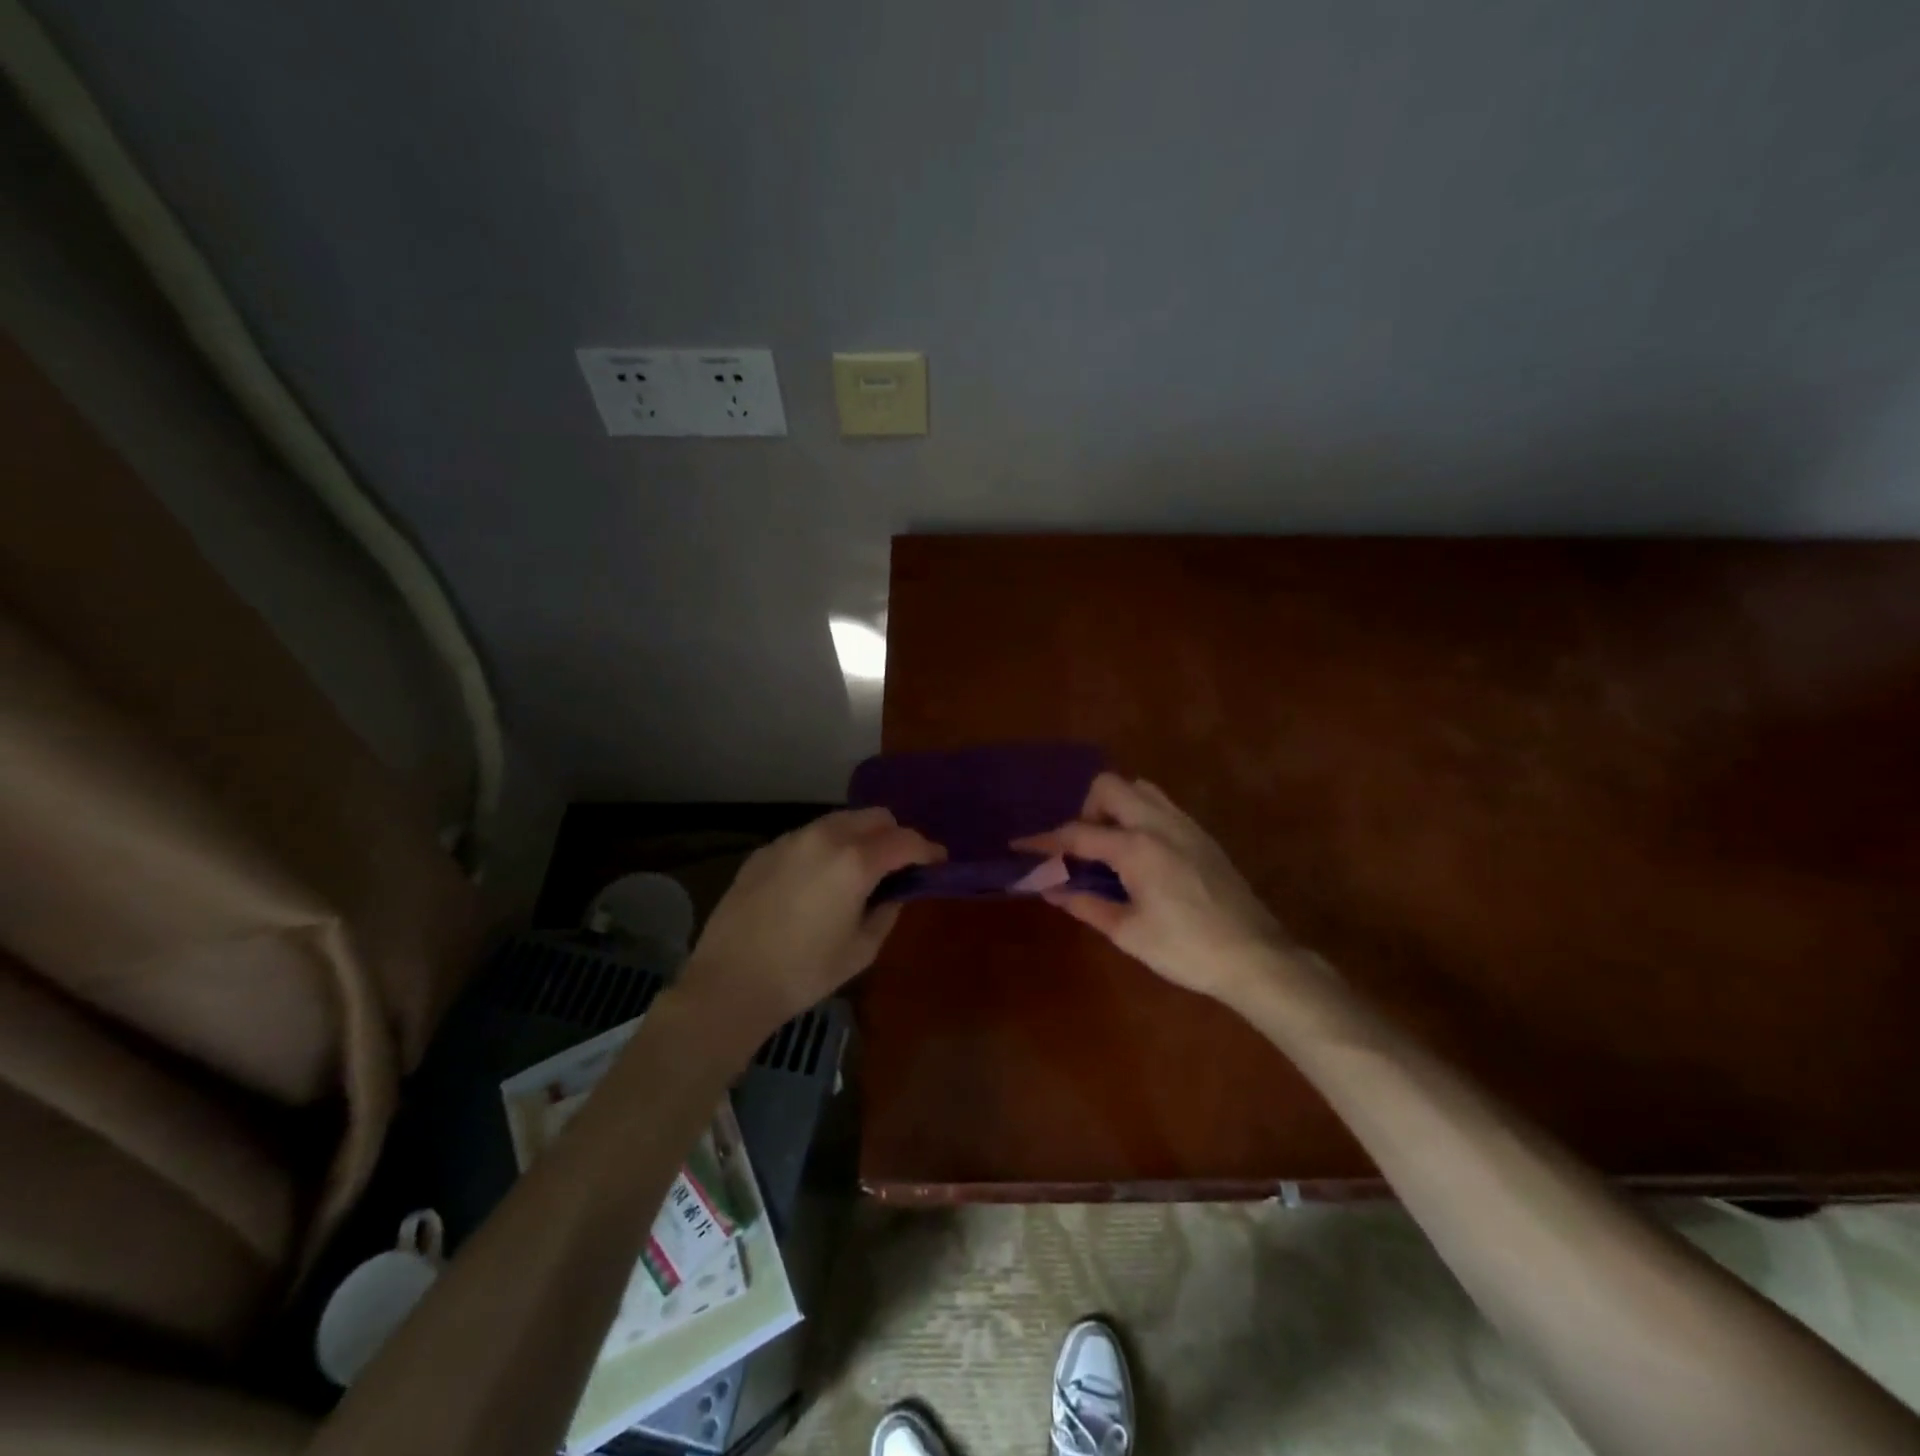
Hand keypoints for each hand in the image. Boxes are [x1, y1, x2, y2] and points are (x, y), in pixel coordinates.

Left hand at [678, 809, 941, 1037]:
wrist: (730, 982)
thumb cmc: (804, 972)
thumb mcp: (861, 949)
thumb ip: (887, 911)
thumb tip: (896, 892)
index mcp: (855, 861)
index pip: (905, 840)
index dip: (928, 849)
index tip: (938, 861)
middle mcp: (824, 837)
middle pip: (874, 817)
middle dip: (894, 835)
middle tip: (899, 865)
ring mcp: (790, 840)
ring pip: (839, 821)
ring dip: (859, 837)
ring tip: (858, 869)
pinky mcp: (765, 851)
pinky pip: (807, 837)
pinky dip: (825, 848)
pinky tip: (817, 880)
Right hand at [1017, 773, 1290, 1004]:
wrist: (1255, 957)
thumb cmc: (1186, 950)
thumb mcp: (1128, 933)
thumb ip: (1086, 904)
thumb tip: (1050, 888)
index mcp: (1137, 848)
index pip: (1078, 833)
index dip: (1045, 840)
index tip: (1020, 844)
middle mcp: (1159, 824)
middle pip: (1109, 786)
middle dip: (1085, 809)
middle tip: (1082, 848)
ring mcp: (1185, 824)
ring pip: (1138, 789)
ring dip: (1115, 807)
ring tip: (1109, 847)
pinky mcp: (1202, 835)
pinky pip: (1161, 805)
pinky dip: (1139, 814)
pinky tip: (1139, 853)